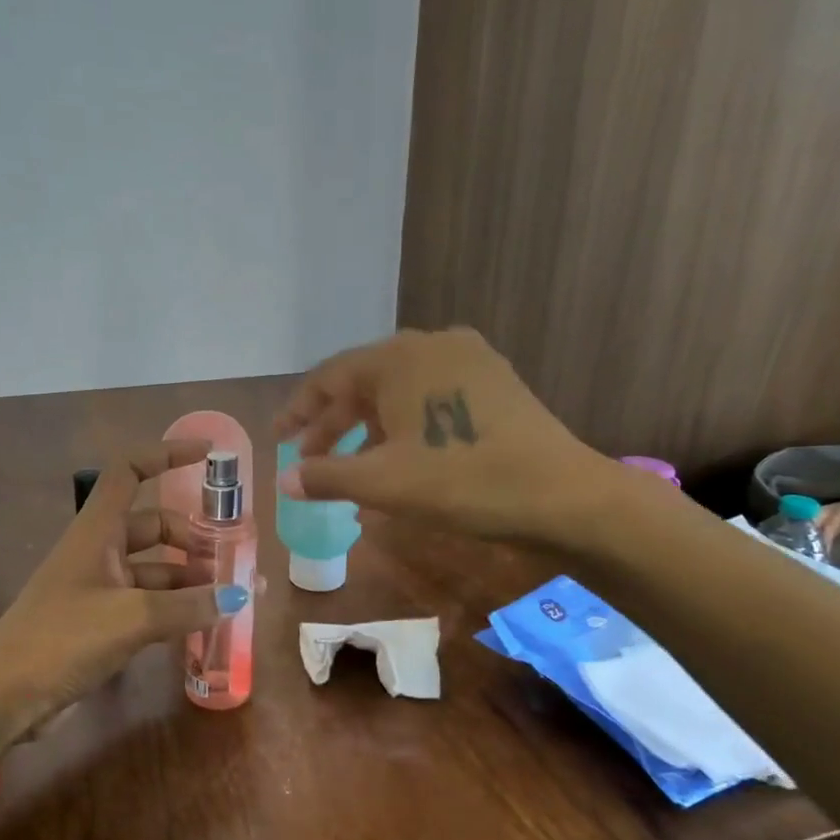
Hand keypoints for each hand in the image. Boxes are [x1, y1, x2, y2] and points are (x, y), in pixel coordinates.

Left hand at [0, 438, 245, 754]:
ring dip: (189, 578)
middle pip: (154, 525)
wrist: (3, 696)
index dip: (167, 455)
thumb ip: (188, 605)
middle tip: (230, 560)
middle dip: (192, 538)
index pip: (130, 472)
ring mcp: (99, 588)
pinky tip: (203, 624)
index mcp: (98, 530)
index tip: (208, 456)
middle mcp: (99, 551)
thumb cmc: (62, 639)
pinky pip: (148, 603)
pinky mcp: (100, 623)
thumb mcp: (132, 617)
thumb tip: (240, 597)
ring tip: (228, 598)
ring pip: (154, 568)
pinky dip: (175, 608)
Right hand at [272, 327, 621, 545]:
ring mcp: (469, 361)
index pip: (330, 377)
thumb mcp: (384, 482)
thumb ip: (327, 476)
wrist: (561, 494)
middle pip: (365, 381)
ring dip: (367, 427)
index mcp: (399, 357)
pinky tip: (398, 456)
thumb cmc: (462, 481)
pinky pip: (431, 397)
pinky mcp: (495, 383)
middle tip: (307, 456)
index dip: (298, 410)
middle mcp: (432, 345)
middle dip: (332, 422)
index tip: (277, 439)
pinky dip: (404, 425)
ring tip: (348, 464)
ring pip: (399, 391)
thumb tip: (284, 482)